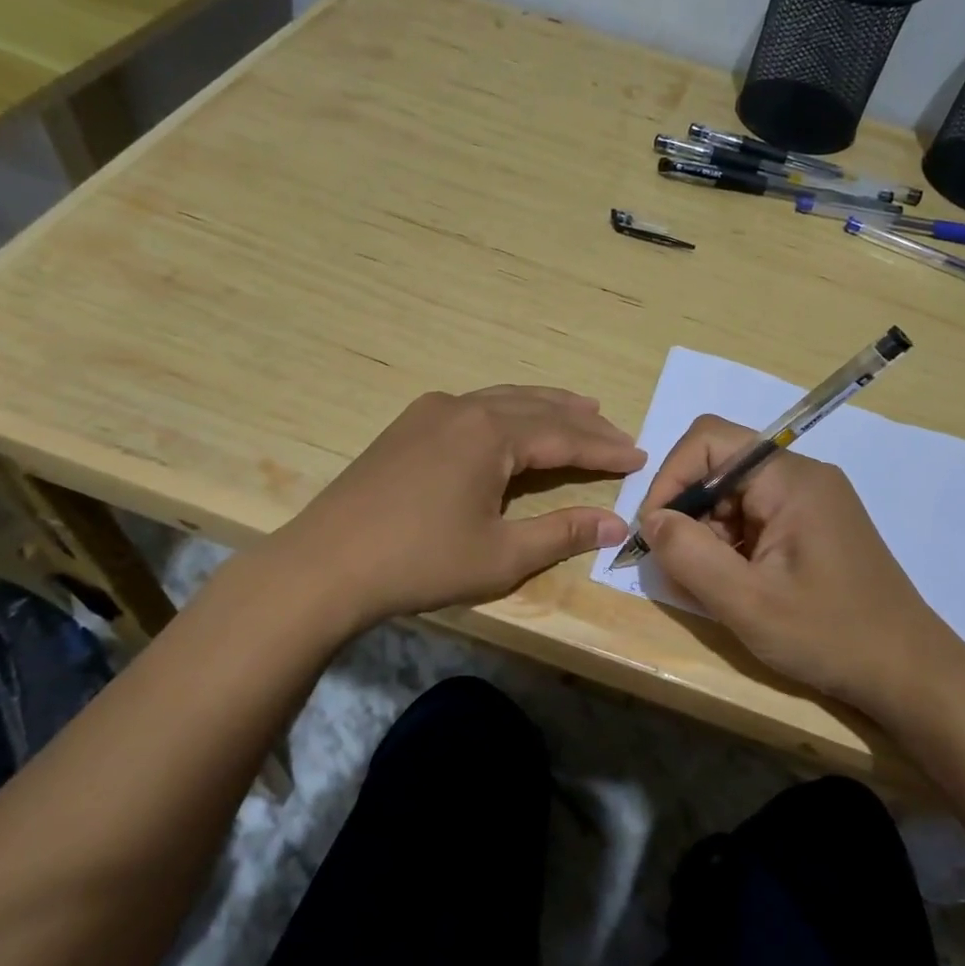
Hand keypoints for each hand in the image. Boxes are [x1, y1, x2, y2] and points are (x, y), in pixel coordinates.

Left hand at [278, 386, 644, 628]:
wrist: (324, 566)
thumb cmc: (420, 562)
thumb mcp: (501, 555)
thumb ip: (562, 533)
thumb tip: (617, 524)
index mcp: (490, 434)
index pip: (564, 436)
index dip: (605, 449)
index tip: (640, 455)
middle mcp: (463, 409)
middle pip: (537, 408)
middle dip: (581, 421)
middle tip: (617, 431)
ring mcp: (429, 413)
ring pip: (503, 399)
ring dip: (544, 407)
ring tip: (580, 410)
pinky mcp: (406, 427)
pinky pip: (473, 407)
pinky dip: (507, 412)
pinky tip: (511, 423)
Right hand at [637, 415, 964, 717]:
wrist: (910, 674)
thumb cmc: (830, 636)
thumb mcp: (748, 603)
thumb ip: (690, 556)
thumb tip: (652, 521)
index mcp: (791, 480)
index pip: (710, 440)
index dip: (671, 477)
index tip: (656, 531)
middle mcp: (802, 478)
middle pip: (720, 469)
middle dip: (689, 515)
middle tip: (682, 570)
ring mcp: (811, 503)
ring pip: (733, 498)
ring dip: (709, 537)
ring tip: (714, 589)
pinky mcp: (813, 528)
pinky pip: (755, 520)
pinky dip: (732, 549)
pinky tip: (738, 589)